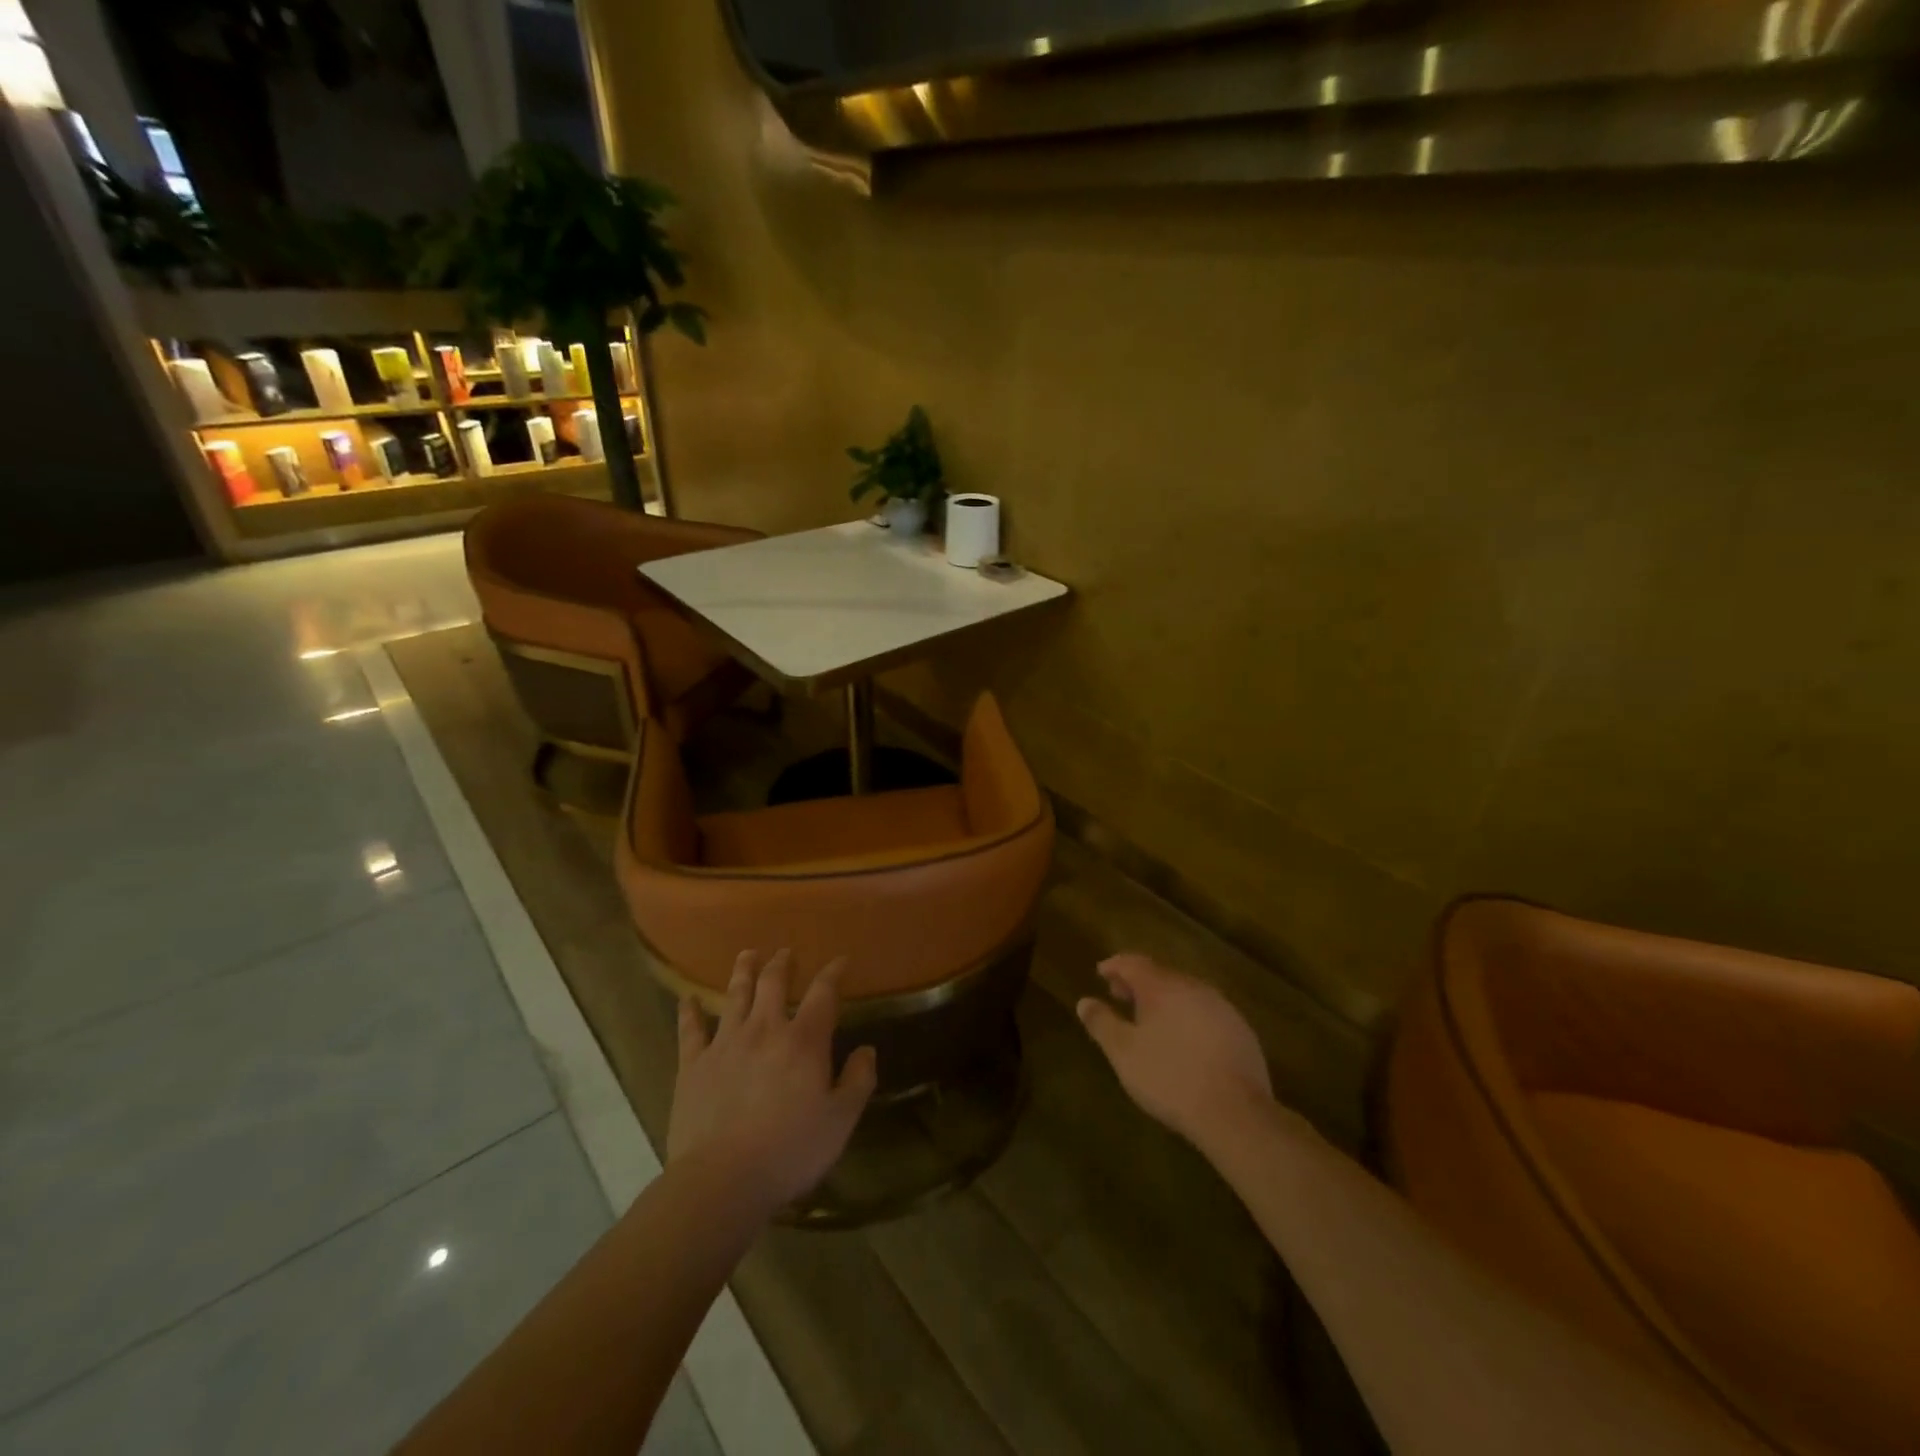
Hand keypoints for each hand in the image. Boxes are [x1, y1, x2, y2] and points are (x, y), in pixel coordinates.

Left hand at [668, 949, 877, 1212]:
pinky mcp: (693, 1065)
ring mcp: (725, 1044)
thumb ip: (858, 1081)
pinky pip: (690, 1030)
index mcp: (804, 1040)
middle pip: (773, 983)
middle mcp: (765, 1029)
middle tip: (786, 952)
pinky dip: (688, 1012)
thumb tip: (867, 1050)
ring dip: (742, 972)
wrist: (721, 1180)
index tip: (840, 961)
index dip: (833, 973)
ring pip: (735, 995)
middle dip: (782, 963)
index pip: (823, 993)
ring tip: (747, 955)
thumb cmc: (789, 1151)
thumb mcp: (840, 1121)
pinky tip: (686, 1000)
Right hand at [1077, 954, 1272, 1149]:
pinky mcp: (1241, 1031)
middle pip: (1161, 975)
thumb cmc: (1169, 1077)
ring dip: (1165, 1000)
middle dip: (1139, 983)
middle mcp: (1193, 987)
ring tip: (1150, 1020)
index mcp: (1162, 986)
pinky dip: (1188, 1017)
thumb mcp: (1124, 1053)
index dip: (1115, 966)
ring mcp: (1222, 1007)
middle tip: (1121, 996)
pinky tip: (1184, 1041)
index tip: (1101, 973)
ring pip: (1186, 993)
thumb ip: (1102, 1023)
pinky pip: (1206, 1013)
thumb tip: (1084, 1002)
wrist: (1235, 1112)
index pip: (1133, 962)